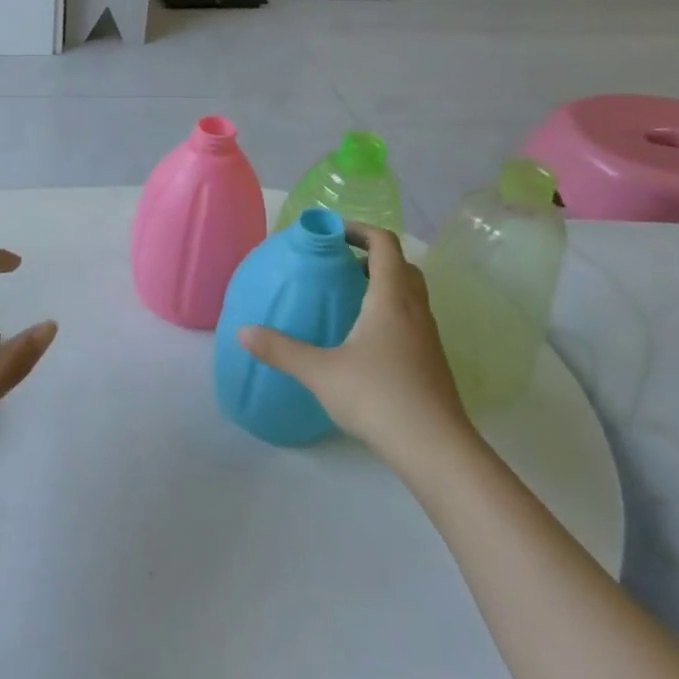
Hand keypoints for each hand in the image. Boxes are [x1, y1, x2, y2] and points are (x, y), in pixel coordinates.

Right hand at [238, 224, 477, 478]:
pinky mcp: (431, 361)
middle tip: (339, 264)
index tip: (332, 233)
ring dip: (383, 284)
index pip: (384, 244)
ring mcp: (428, 337)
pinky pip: (411, 319)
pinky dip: (390, 311)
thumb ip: (280, 350)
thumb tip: (243, 332)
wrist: (435, 448)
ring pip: (410, 294)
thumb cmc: (378, 397)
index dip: (360, 230)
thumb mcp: (320, 372)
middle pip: (401, 265)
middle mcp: (415, 310)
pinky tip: (364, 339)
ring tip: (347, 298)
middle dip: (371, 256)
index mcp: (391, 299)